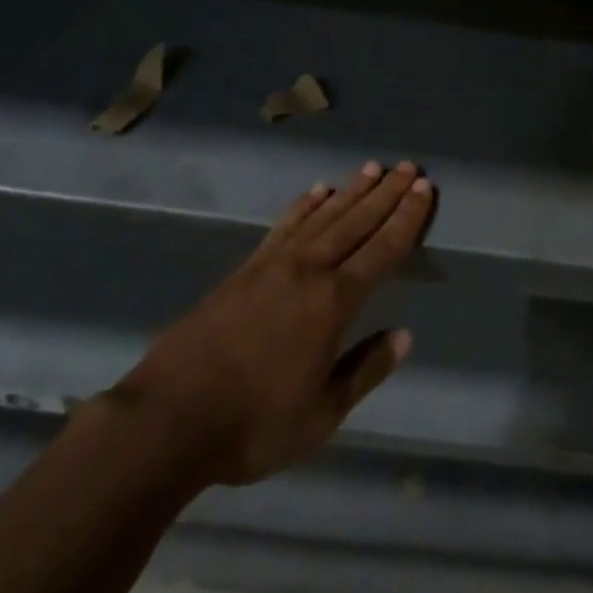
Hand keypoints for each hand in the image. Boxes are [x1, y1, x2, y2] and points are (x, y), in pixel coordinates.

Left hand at [114, 160, 434, 488]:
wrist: (168, 419)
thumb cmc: (252, 426)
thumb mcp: (321, 416)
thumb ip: (365, 370)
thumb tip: (405, 336)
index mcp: (334, 302)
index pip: (383, 250)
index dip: (407, 218)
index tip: (424, 189)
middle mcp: (309, 270)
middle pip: (357, 221)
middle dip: (386, 193)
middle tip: (409, 167)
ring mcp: (274, 264)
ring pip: (324, 216)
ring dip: (352, 191)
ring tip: (372, 168)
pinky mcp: (246, 268)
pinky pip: (285, 225)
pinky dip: (305, 205)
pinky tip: (317, 191)